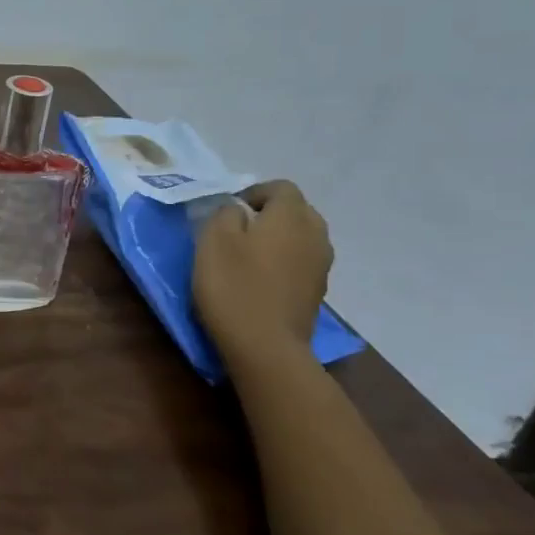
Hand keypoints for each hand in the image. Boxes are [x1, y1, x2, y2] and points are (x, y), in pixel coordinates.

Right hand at [192, 180, 332, 354]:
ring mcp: (321, 265)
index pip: (281, 187)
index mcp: (291, 216)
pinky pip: (301, 263)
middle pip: (296, 211)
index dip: (254, 192)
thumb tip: (237, 210)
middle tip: (238, 230)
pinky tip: (260, 281)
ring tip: (248, 256)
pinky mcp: (317, 292)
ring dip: (278, 239)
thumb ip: (225, 213)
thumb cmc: (235, 286)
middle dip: (270, 214)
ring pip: (301, 238)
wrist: (266, 347)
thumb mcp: (213, 240)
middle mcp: (315, 234)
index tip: (229, 210)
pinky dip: (284, 263)